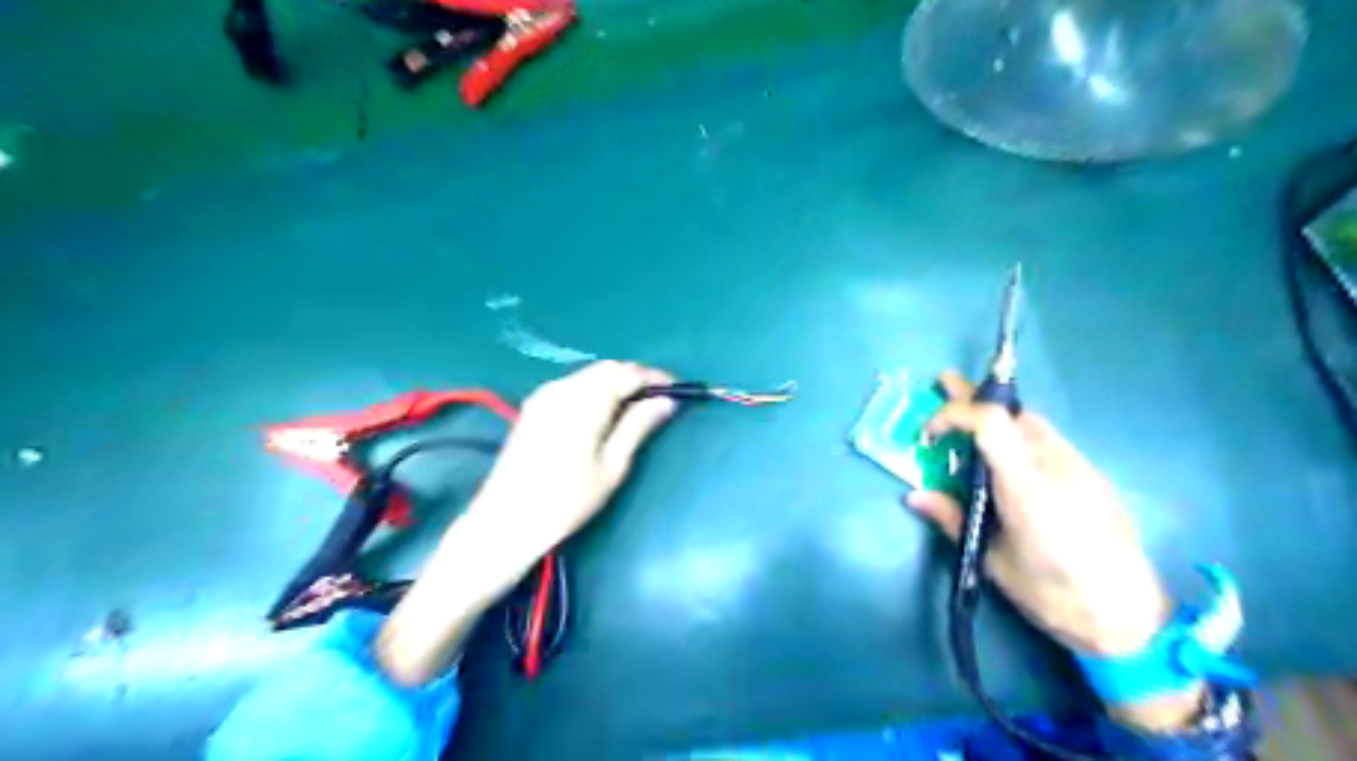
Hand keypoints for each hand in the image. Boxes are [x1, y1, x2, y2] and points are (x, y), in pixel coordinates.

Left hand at [373, 359, 674, 685]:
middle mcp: (563, 388)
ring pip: (590, 375)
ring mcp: (545, 395)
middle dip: (636, 378)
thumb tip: (667, 401)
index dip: (656, 377)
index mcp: (585, 400)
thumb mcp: (612, 466)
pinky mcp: (534, 406)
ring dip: (616, 382)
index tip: (678, 389)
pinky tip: (603, 413)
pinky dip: (596, 390)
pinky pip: (574, 385)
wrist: (506, 521)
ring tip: (636, 408)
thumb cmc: (566, 500)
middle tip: (659, 400)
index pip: (628, 373)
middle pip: (608, 369)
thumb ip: (638, 426)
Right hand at [912, 370, 1207, 729]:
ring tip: (970, 424)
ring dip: (998, 416)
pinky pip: (1050, 441)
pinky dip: (1021, 435)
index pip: (989, 421)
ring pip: (1033, 423)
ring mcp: (1079, 467)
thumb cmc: (1051, 593)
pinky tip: (1011, 458)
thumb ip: (953, 519)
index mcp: (1025, 485)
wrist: (1129, 618)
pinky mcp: (1093, 477)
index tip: (930, 434)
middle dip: (973, 396)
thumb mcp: (992, 559)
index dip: (954, 413)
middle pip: (1013, 412)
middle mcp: (1055, 464)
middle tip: (943, 383)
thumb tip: (914, 496)